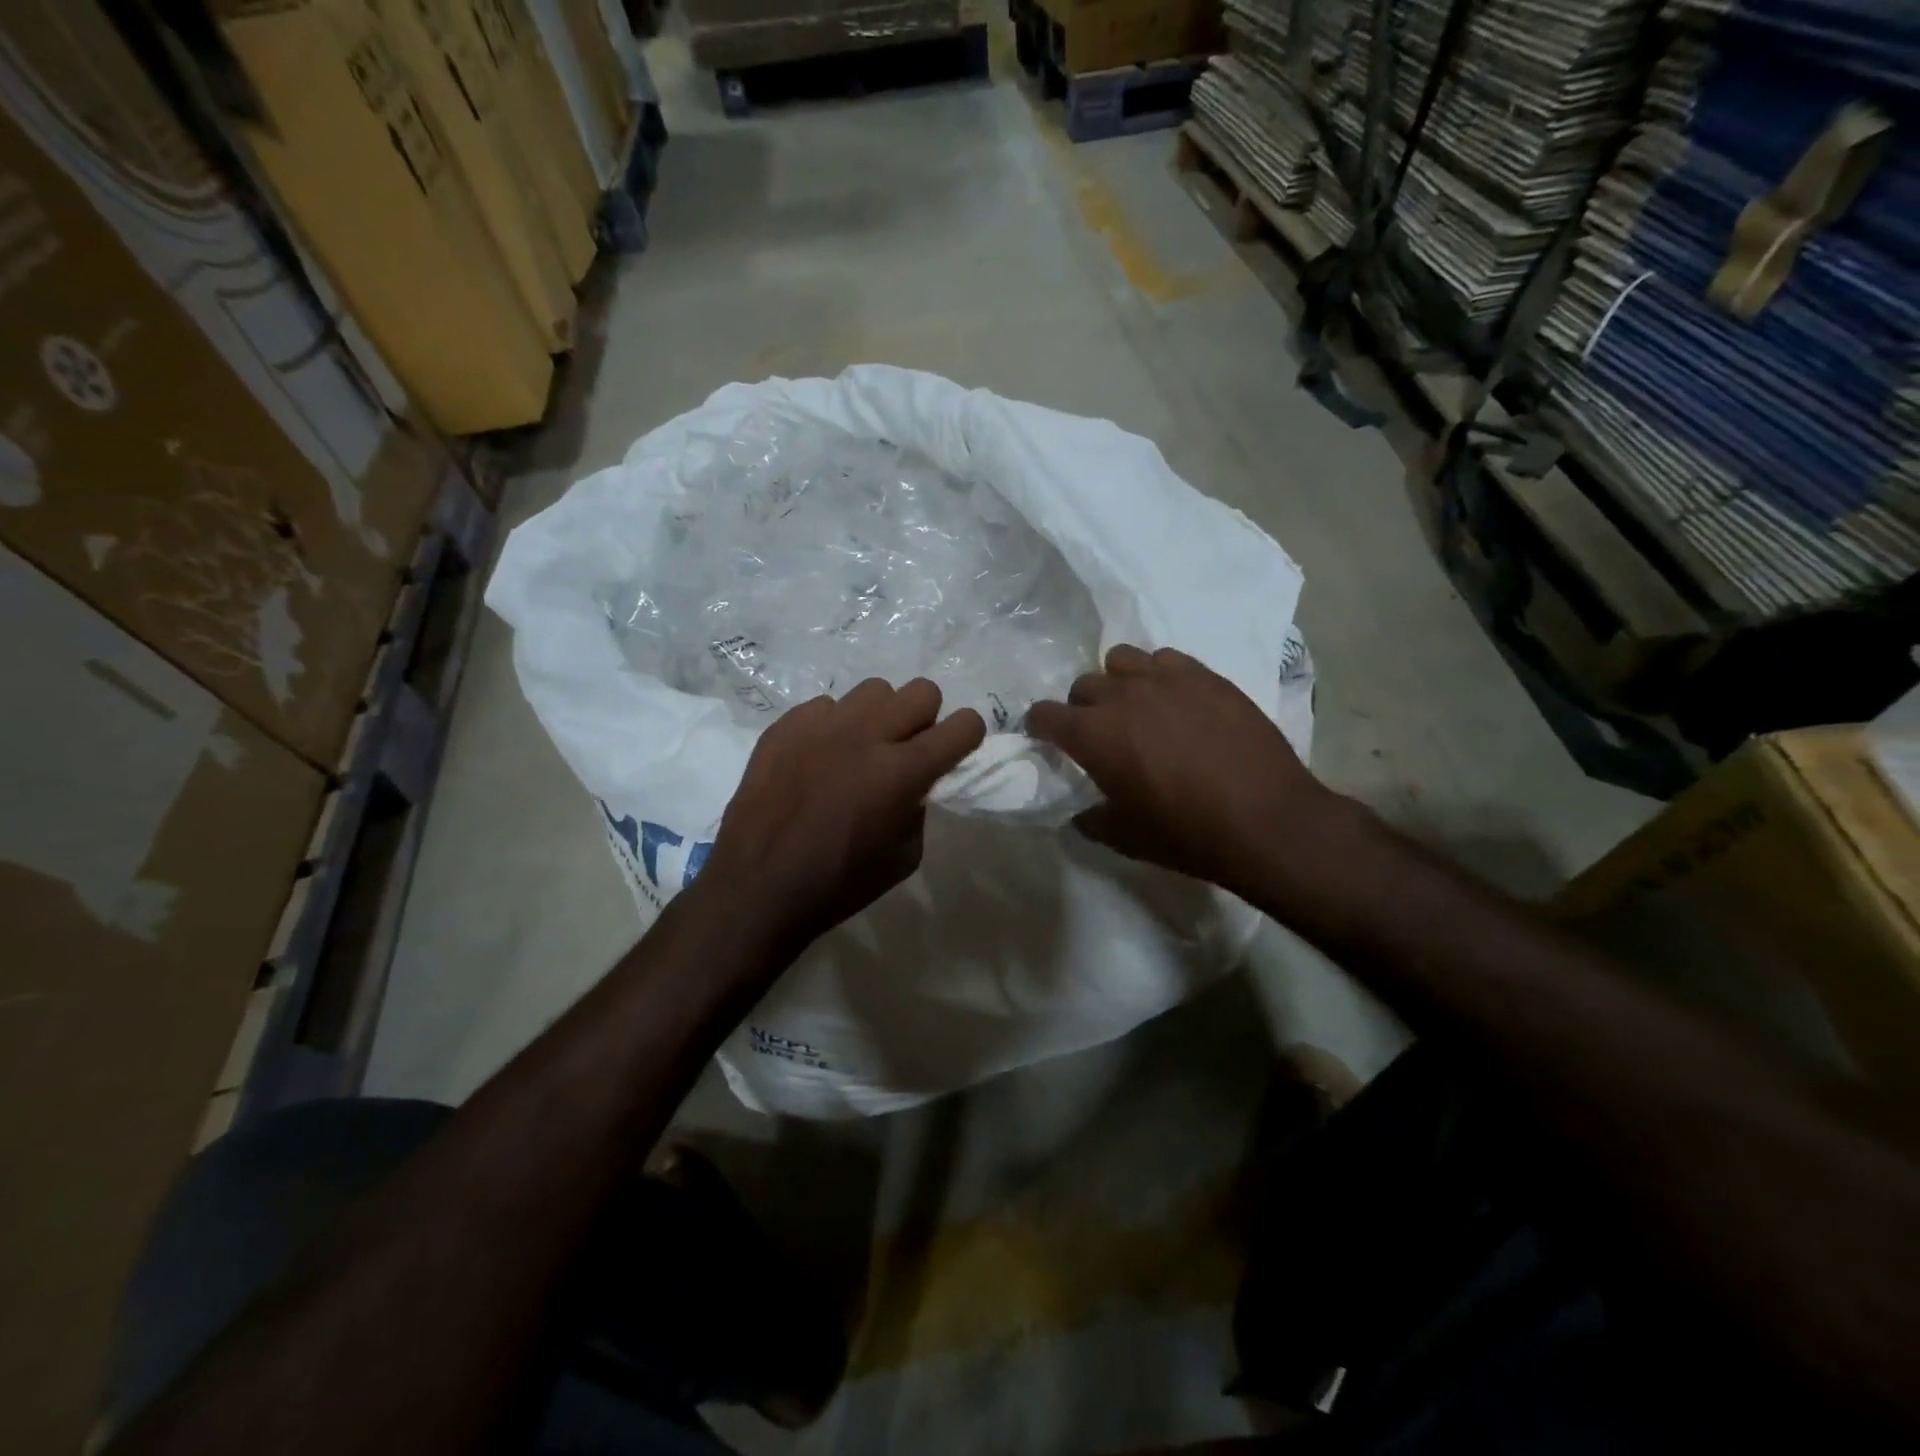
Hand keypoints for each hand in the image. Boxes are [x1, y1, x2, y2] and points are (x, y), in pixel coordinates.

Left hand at [698, 678, 985, 955]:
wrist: (758, 885)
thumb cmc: (839, 883)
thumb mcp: (905, 857)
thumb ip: (919, 806)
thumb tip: (915, 782)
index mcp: (903, 771)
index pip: (963, 725)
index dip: (967, 736)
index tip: (955, 751)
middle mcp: (867, 735)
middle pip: (921, 691)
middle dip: (925, 718)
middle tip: (907, 750)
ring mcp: (823, 724)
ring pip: (874, 690)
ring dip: (880, 716)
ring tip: (861, 748)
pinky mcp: (786, 724)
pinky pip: (826, 706)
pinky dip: (833, 726)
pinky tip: (819, 757)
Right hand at [1027, 644, 1339, 899]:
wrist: (1265, 820)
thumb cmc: (1186, 833)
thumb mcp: (1124, 837)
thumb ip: (1090, 818)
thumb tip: (1080, 811)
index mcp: (1093, 734)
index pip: (1044, 714)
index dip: (1041, 727)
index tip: (1048, 739)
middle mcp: (1122, 695)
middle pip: (1083, 685)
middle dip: (1082, 707)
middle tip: (1100, 732)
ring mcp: (1166, 679)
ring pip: (1122, 660)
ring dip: (1119, 682)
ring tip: (1137, 707)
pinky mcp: (1205, 675)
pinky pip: (1166, 658)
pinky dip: (1160, 675)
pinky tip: (1177, 701)